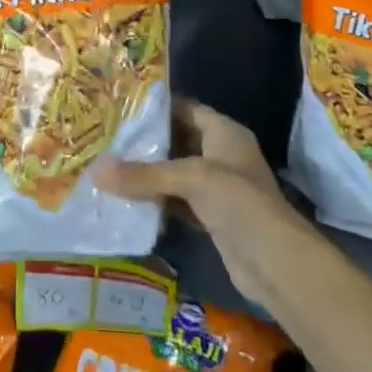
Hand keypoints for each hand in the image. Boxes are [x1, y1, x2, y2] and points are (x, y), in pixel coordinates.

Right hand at [100, 99, 313, 311]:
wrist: (276, 262)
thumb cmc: (238, 202)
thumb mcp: (189, 179)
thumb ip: (143, 174)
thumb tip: (95, 171)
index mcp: (224, 132)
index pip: (186, 109)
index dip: (157, 108)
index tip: (121, 108)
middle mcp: (222, 154)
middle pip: (179, 141)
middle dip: (147, 143)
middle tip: (108, 139)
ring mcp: (219, 188)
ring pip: (177, 173)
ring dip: (150, 174)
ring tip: (110, 168)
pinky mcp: (213, 217)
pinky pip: (179, 201)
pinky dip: (158, 201)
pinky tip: (129, 202)